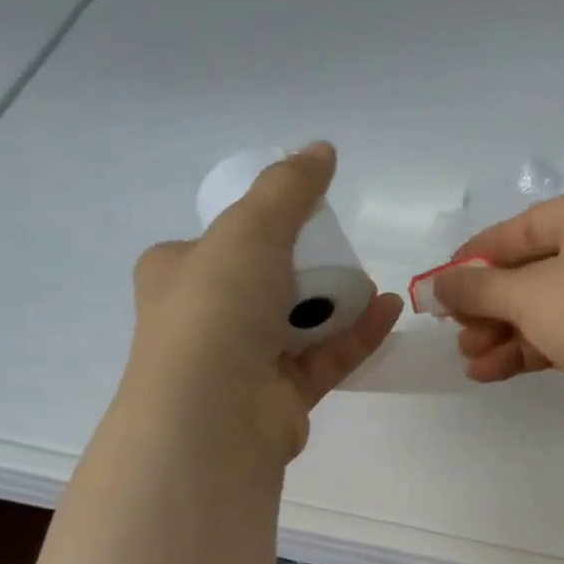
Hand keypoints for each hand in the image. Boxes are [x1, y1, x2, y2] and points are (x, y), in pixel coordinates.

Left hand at [128, 142, 401, 461]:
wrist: (214, 414)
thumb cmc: (218, 309)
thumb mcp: (250, 229)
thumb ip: (288, 189)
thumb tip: (321, 148)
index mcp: (177, 273)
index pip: (216, 243)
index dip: (255, 227)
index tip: (298, 218)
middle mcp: (205, 318)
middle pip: (263, 283)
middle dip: (305, 267)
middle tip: (342, 249)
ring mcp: (243, 362)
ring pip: (297, 324)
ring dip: (336, 302)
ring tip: (375, 280)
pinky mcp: (280, 397)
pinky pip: (324, 358)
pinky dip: (354, 335)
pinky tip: (386, 311)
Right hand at [431, 186, 563, 438]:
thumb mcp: (525, 293)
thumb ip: (476, 287)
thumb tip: (438, 286)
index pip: (524, 228)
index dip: (478, 256)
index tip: (441, 282)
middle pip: (532, 270)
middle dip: (488, 304)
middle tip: (453, 326)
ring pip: (544, 307)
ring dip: (501, 332)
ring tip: (467, 355)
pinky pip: (560, 334)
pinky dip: (524, 349)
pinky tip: (487, 371)